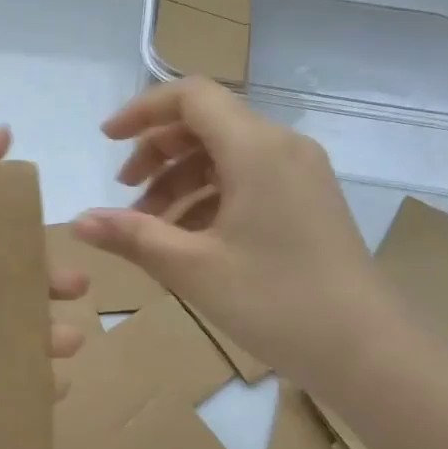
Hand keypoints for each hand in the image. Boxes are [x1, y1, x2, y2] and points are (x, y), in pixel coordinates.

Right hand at [73, 78, 394, 380]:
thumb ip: (132, 236)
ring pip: (226, 154)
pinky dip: (211, 197)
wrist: (369, 352)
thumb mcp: (193, 268)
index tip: (107, 141)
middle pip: (207, 123)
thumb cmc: (276, 302)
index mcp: (256, 148)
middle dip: (157, 152)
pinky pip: (249, 179)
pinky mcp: (308, 201)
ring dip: (181, 180)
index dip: (142, 111)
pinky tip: (189, 238)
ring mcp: (301, 173)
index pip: (191, 96)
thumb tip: (79, 220)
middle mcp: (282, 147)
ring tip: (149, 227)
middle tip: (125, 194)